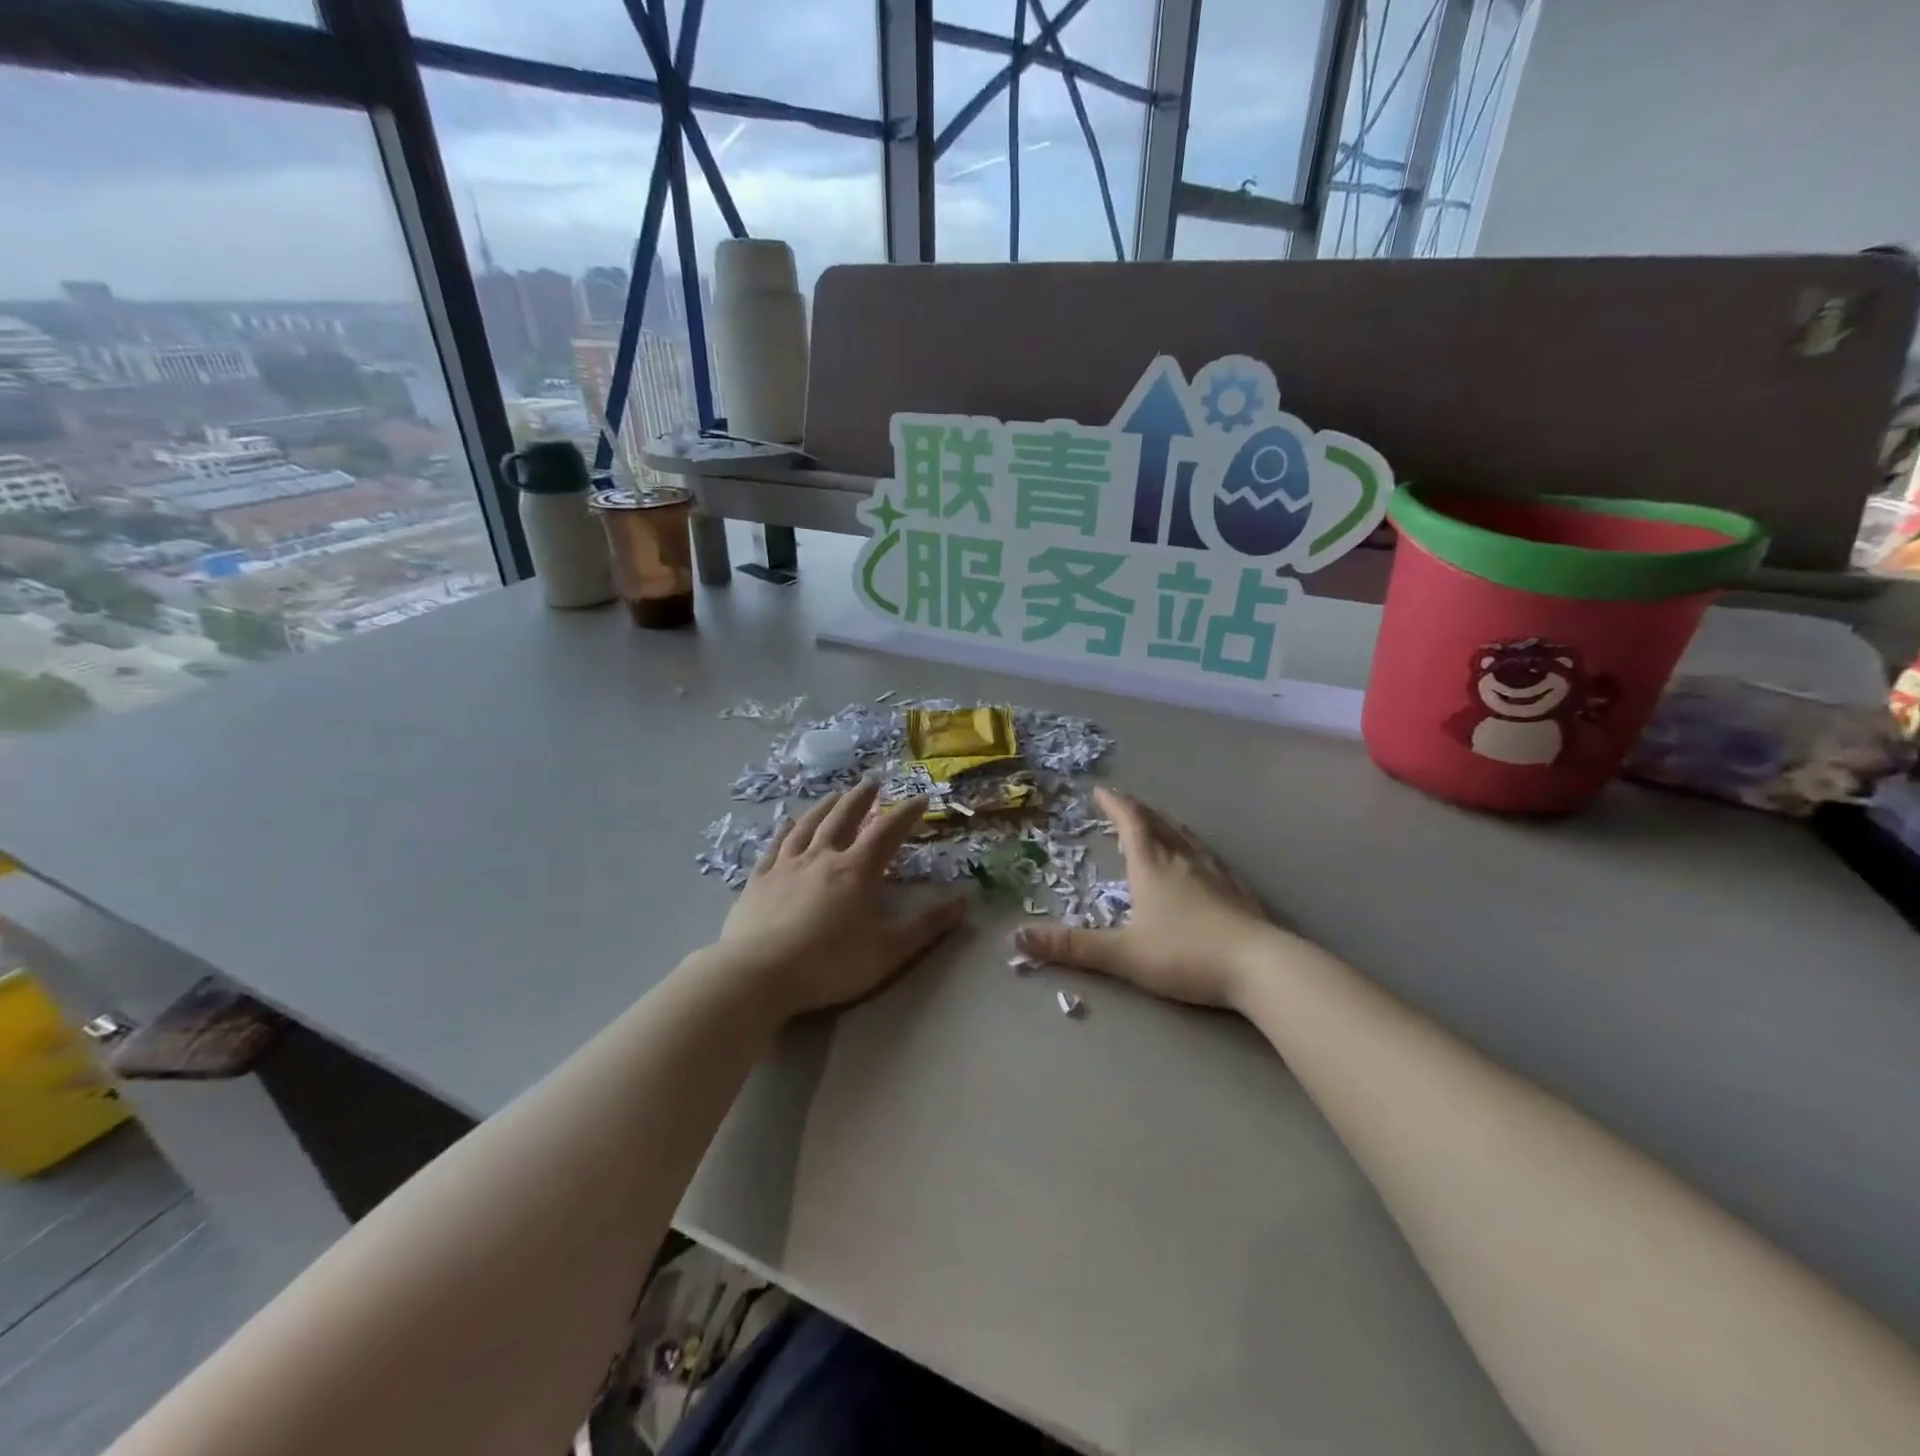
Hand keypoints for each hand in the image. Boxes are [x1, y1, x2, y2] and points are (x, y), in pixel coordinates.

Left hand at [719, 780, 969, 1018]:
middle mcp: (822, 857)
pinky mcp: (759, 880)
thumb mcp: (889, 951)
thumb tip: (966, 900)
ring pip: (808, 825)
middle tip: (873, 782)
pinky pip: (775, 846)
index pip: (887, 832)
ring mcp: (786, 866)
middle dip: (862, 799)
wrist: (758, 974)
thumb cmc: (829, 964)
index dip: (907, 813)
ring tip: (835, 795)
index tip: (921, 798)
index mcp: (856, 870)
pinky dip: (784, 830)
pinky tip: (786, 821)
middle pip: (844, 818)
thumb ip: (928, 925)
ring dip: (825, 806)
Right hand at [1016, 787, 1280, 1009]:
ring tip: (1154, 822)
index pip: (1131, 822)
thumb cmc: (1186, 954)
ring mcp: (1213, 871)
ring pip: (1183, 835)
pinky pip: (1204, 853)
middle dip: (1136, 810)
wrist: (1260, 965)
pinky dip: (1189, 844)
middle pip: (1157, 822)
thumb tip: (1019, 937)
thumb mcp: (1123, 954)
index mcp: (1152, 865)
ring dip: (1164, 823)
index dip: (1114, 805)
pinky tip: (1196, 859)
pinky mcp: (1236, 888)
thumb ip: (1073, 947)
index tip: (1100, 791)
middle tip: (1122, 803)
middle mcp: (1182, 858)